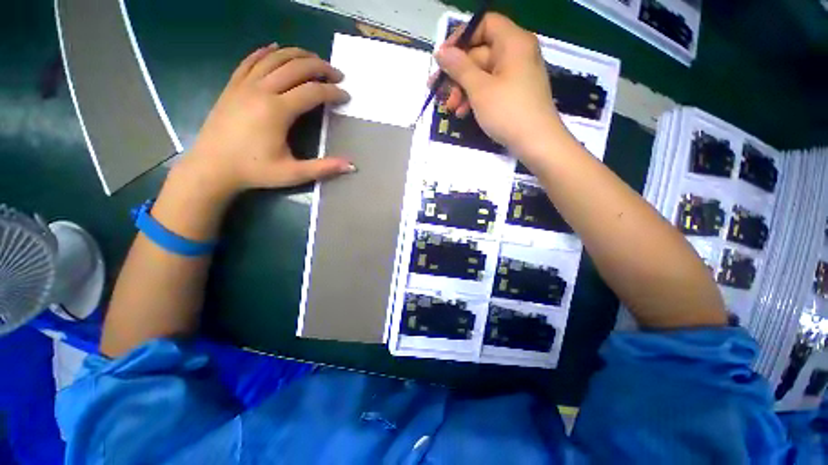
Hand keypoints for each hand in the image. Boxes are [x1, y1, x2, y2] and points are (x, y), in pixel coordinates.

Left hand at [178, 44, 355, 199]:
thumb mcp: (294, 174)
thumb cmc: (255, 171)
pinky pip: (251, 60)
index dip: (333, 92)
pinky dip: (266, 51)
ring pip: (274, 58)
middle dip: (320, 67)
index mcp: (277, 111)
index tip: (346, 96)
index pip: (312, 92)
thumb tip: (351, 166)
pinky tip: (276, 48)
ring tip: (315, 60)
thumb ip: (324, 168)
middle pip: (295, 67)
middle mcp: (261, 90)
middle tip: (337, 74)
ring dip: (298, 55)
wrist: (212, 167)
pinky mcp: (233, 86)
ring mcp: (244, 85)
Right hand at [433, 14, 567, 156]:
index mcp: (512, 42)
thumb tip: (441, 52)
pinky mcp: (513, 93)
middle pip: (479, 53)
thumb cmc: (508, 111)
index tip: (443, 58)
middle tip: (437, 91)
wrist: (536, 143)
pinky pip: (490, 88)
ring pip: (482, 74)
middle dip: (457, 74)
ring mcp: (515, 75)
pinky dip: (475, 98)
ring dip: (462, 90)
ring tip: (450, 108)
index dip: (461, 38)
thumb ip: (459, 68)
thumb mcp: (479, 89)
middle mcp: (516, 53)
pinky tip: (462, 113)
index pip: (484, 24)